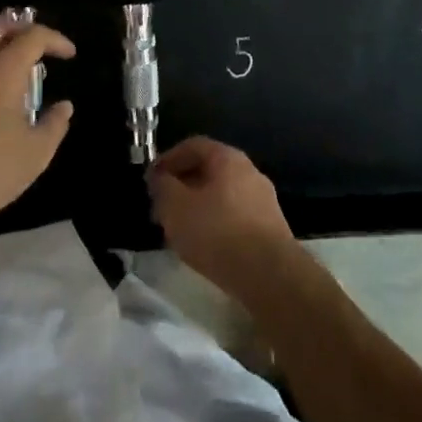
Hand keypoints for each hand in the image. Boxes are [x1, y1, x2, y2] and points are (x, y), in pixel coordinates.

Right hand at [149, 136, 298, 299]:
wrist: (270, 275)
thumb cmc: (218, 232)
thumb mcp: (176, 208)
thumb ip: (163, 187)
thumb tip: (159, 177)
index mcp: (228, 158)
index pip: (193, 146)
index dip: (168, 159)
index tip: (151, 180)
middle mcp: (249, 171)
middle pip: (208, 170)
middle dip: (182, 186)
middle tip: (162, 208)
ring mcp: (263, 199)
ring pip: (221, 194)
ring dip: (197, 206)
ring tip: (179, 230)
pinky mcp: (270, 228)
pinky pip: (234, 215)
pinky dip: (215, 223)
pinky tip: (205, 245)